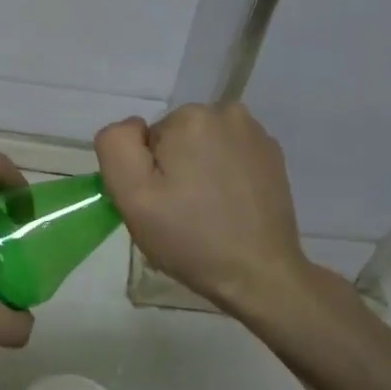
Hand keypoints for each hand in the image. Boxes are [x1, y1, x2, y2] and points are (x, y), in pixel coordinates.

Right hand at [95, 104, 313, 314]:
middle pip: (176, 139)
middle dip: (173, 170)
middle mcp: (227, 114)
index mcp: (190, 117)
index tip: (161, 204)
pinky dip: (225, 178)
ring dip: (199, 173)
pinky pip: (230, 158)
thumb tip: (134, 127)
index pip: (147, 139)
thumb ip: (117, 146)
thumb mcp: (132, 195)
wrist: (259, 274)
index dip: (147, 173)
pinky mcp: (273, 157)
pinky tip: (230, 209)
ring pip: (203, 148)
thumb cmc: (190, 238)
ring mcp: (256, 135)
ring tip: (207, 213)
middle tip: (180, 212)